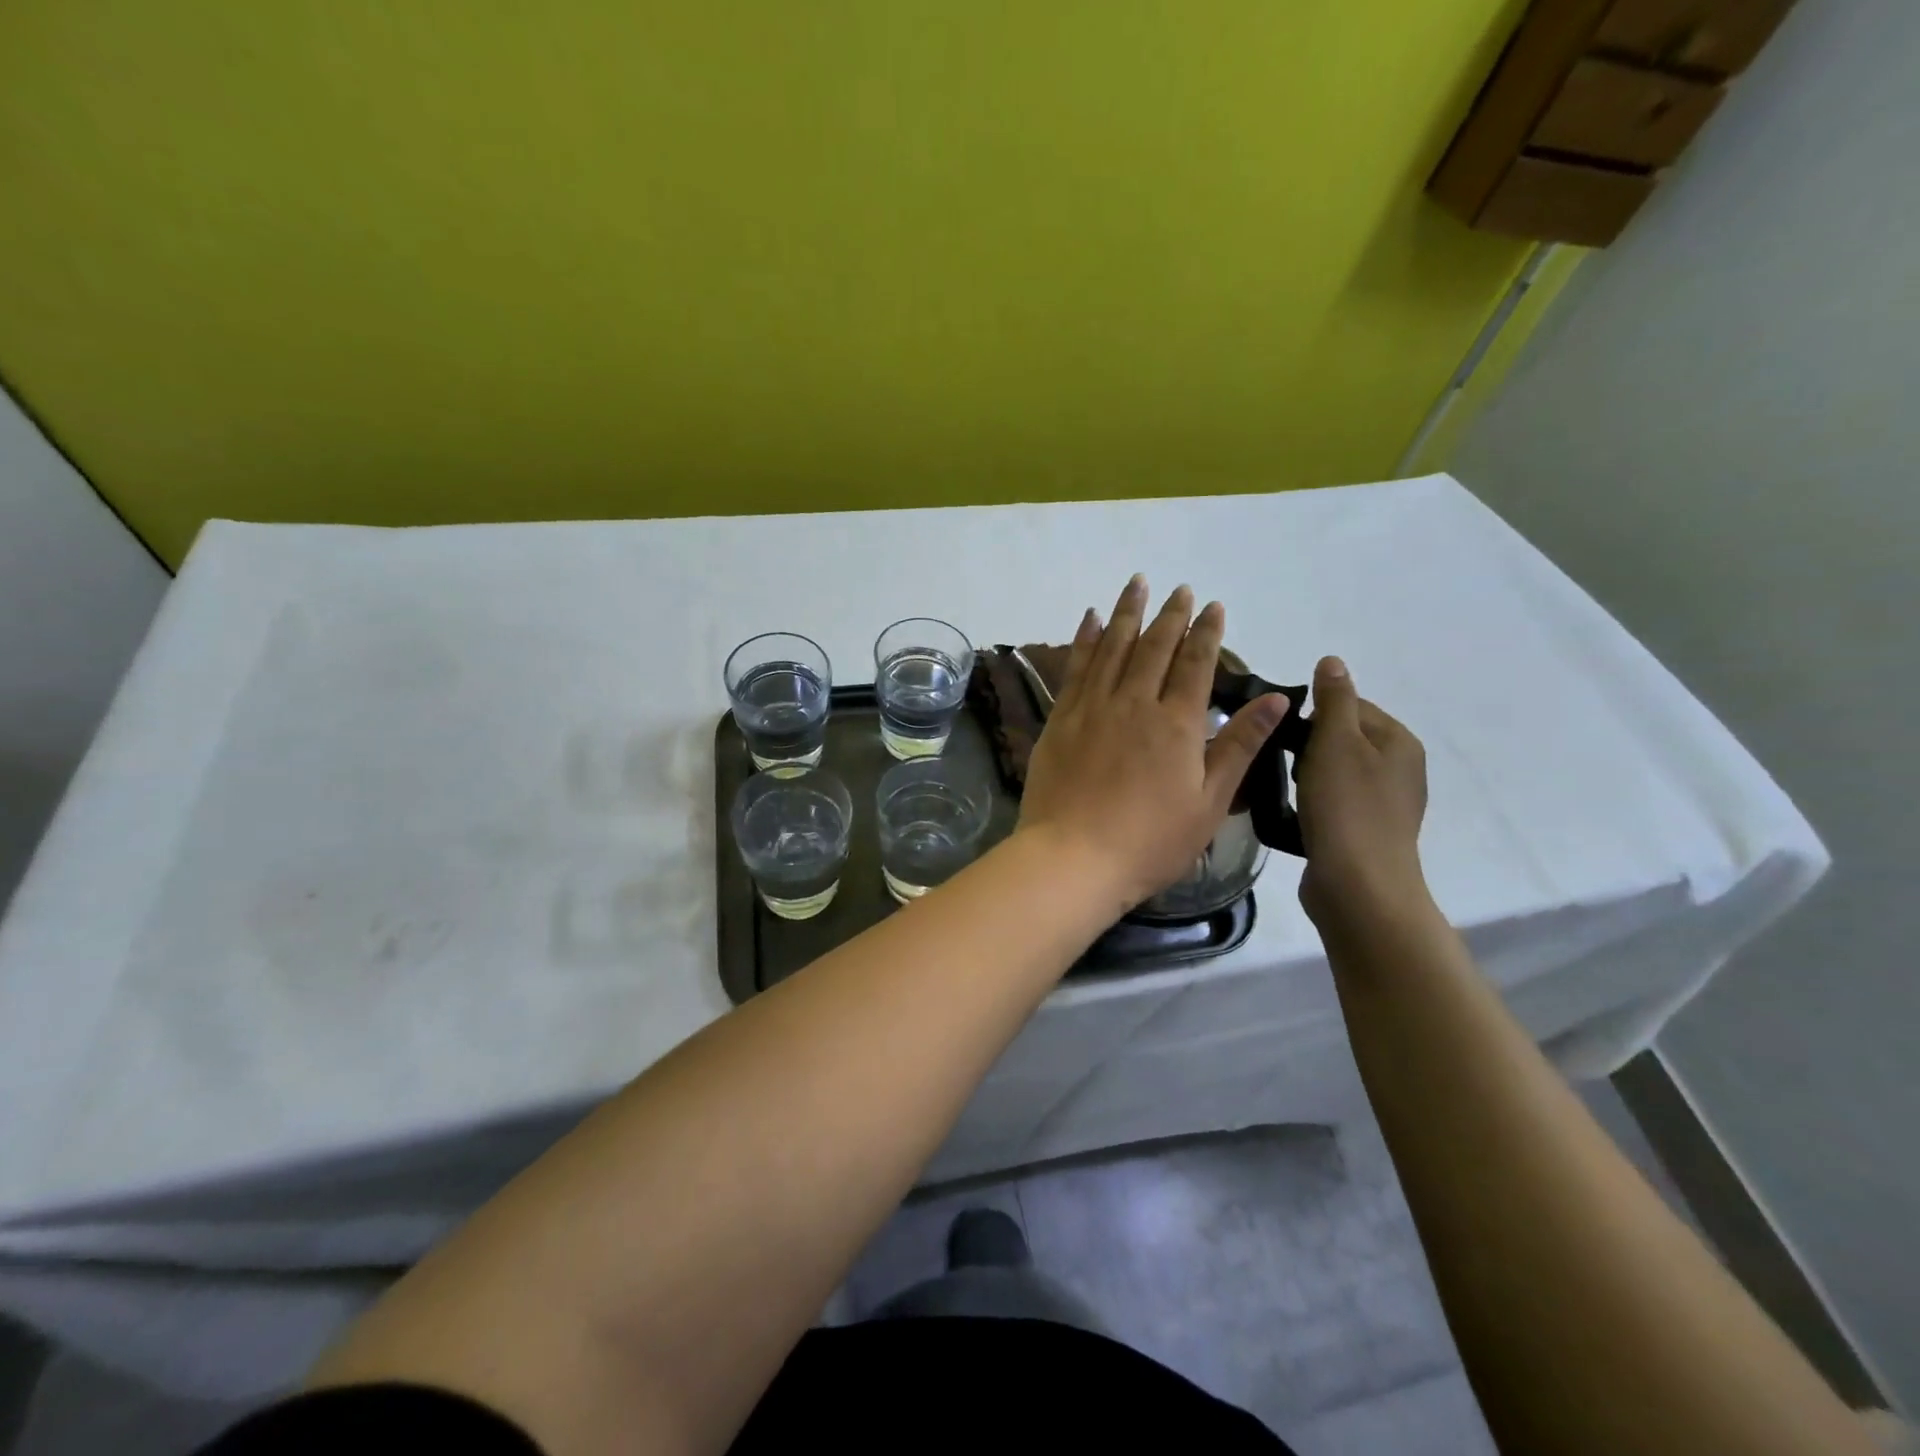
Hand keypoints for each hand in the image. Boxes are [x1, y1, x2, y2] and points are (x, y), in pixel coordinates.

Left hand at [1016, 576, 1289, 910]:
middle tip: (1179, 589)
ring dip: (1127, 613)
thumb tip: (1275, 698)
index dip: (1207, 633)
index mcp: (1176, 723)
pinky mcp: (1060, 719)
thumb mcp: (1209, 800)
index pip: (1196, 664)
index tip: (1213, 606)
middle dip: (1170, 615)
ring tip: (1136, 584)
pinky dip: (1085, 639)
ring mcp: (1092, 707)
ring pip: (1113, 647)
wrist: (1073, 857)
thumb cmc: (1150, 840)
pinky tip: (1090, 619)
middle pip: (1155, 647)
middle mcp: (1134, 702)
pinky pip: (1076, 668)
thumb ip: (1240, 745)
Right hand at [1295, 656, 1430, 927]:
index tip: (1284, 734)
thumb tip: (1333, 661)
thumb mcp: (1334, 742)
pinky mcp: (1367, 834)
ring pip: (1336, 772)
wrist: (1358, 886)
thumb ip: (1333, 699)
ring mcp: (1387, 805)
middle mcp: (1402, 769)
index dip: (1313, 715)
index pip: (1352, 705)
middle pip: (1344, 739)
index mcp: (1400, 741)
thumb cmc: (1345, 807)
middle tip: (1281, 763)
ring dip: (1308, 776)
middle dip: (1308, 747)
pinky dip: (1315, 803)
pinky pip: (1335, 803)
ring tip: (1286, 791)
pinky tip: (1298, 815)